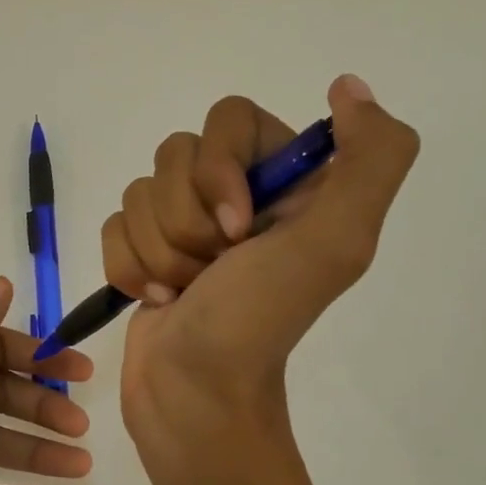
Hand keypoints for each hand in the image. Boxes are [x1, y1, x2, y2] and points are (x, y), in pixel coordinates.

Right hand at [104, 75, 417, 475]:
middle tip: (214, 269)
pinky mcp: (146, 250)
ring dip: (160, 253)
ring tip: (186, 294)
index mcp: (287, 182)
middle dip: (186, 223)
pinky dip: (130, 269)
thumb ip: (371, 159)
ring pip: (139, 192)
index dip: (220, 167)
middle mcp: (238, 193)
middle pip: (175, 155)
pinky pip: (114, 225)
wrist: (194, 397)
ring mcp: (187, 224)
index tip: (238, 229)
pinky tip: (158, 301)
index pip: (230, 118)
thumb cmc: (258, 321)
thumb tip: (349, 86)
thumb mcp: (336, 243)